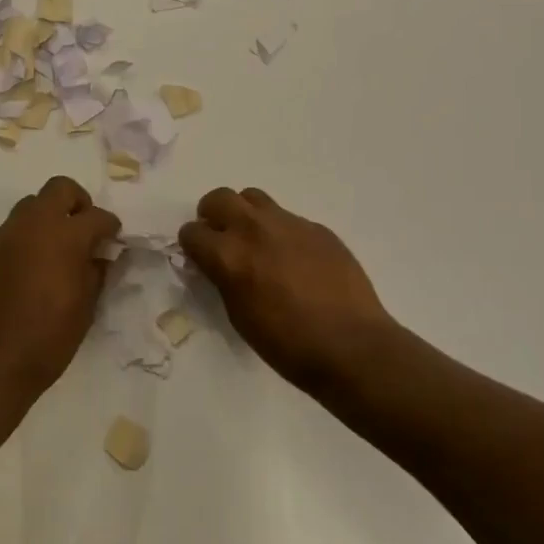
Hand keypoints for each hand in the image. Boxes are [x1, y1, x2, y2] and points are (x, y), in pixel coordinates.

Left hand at [0, 176, 120, 407]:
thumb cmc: (47, 340)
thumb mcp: (85, 308)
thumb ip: (96, 272)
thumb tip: (100, 255)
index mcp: (65, 236)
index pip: (96, 216)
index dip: (110, 226)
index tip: (114, 239)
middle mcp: (34, 225)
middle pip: (60, 189)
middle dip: (78, 203)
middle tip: (86, 230)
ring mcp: (7, 235)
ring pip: (33, 204)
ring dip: (50, 216)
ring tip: (60, 248)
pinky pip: (15, 228)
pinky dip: (31, 234)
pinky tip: (37, 265)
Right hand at [180, 188, 401, 394]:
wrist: (351, 345)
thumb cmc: (287, 344)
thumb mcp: (239, 315)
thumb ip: (223, 279)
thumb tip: (219, 265)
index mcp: (229, 255)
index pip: (192, 232)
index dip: (192, 246)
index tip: (200, 258)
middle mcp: (254, 229)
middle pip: (219, 198)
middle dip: (212, 215)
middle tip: (221, 237)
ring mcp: (289, 223)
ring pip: (253, 198)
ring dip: (245, 214)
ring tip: (256, 240)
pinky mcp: (317, 227)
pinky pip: (288, 218)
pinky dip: (280, 231)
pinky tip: (294, 259)